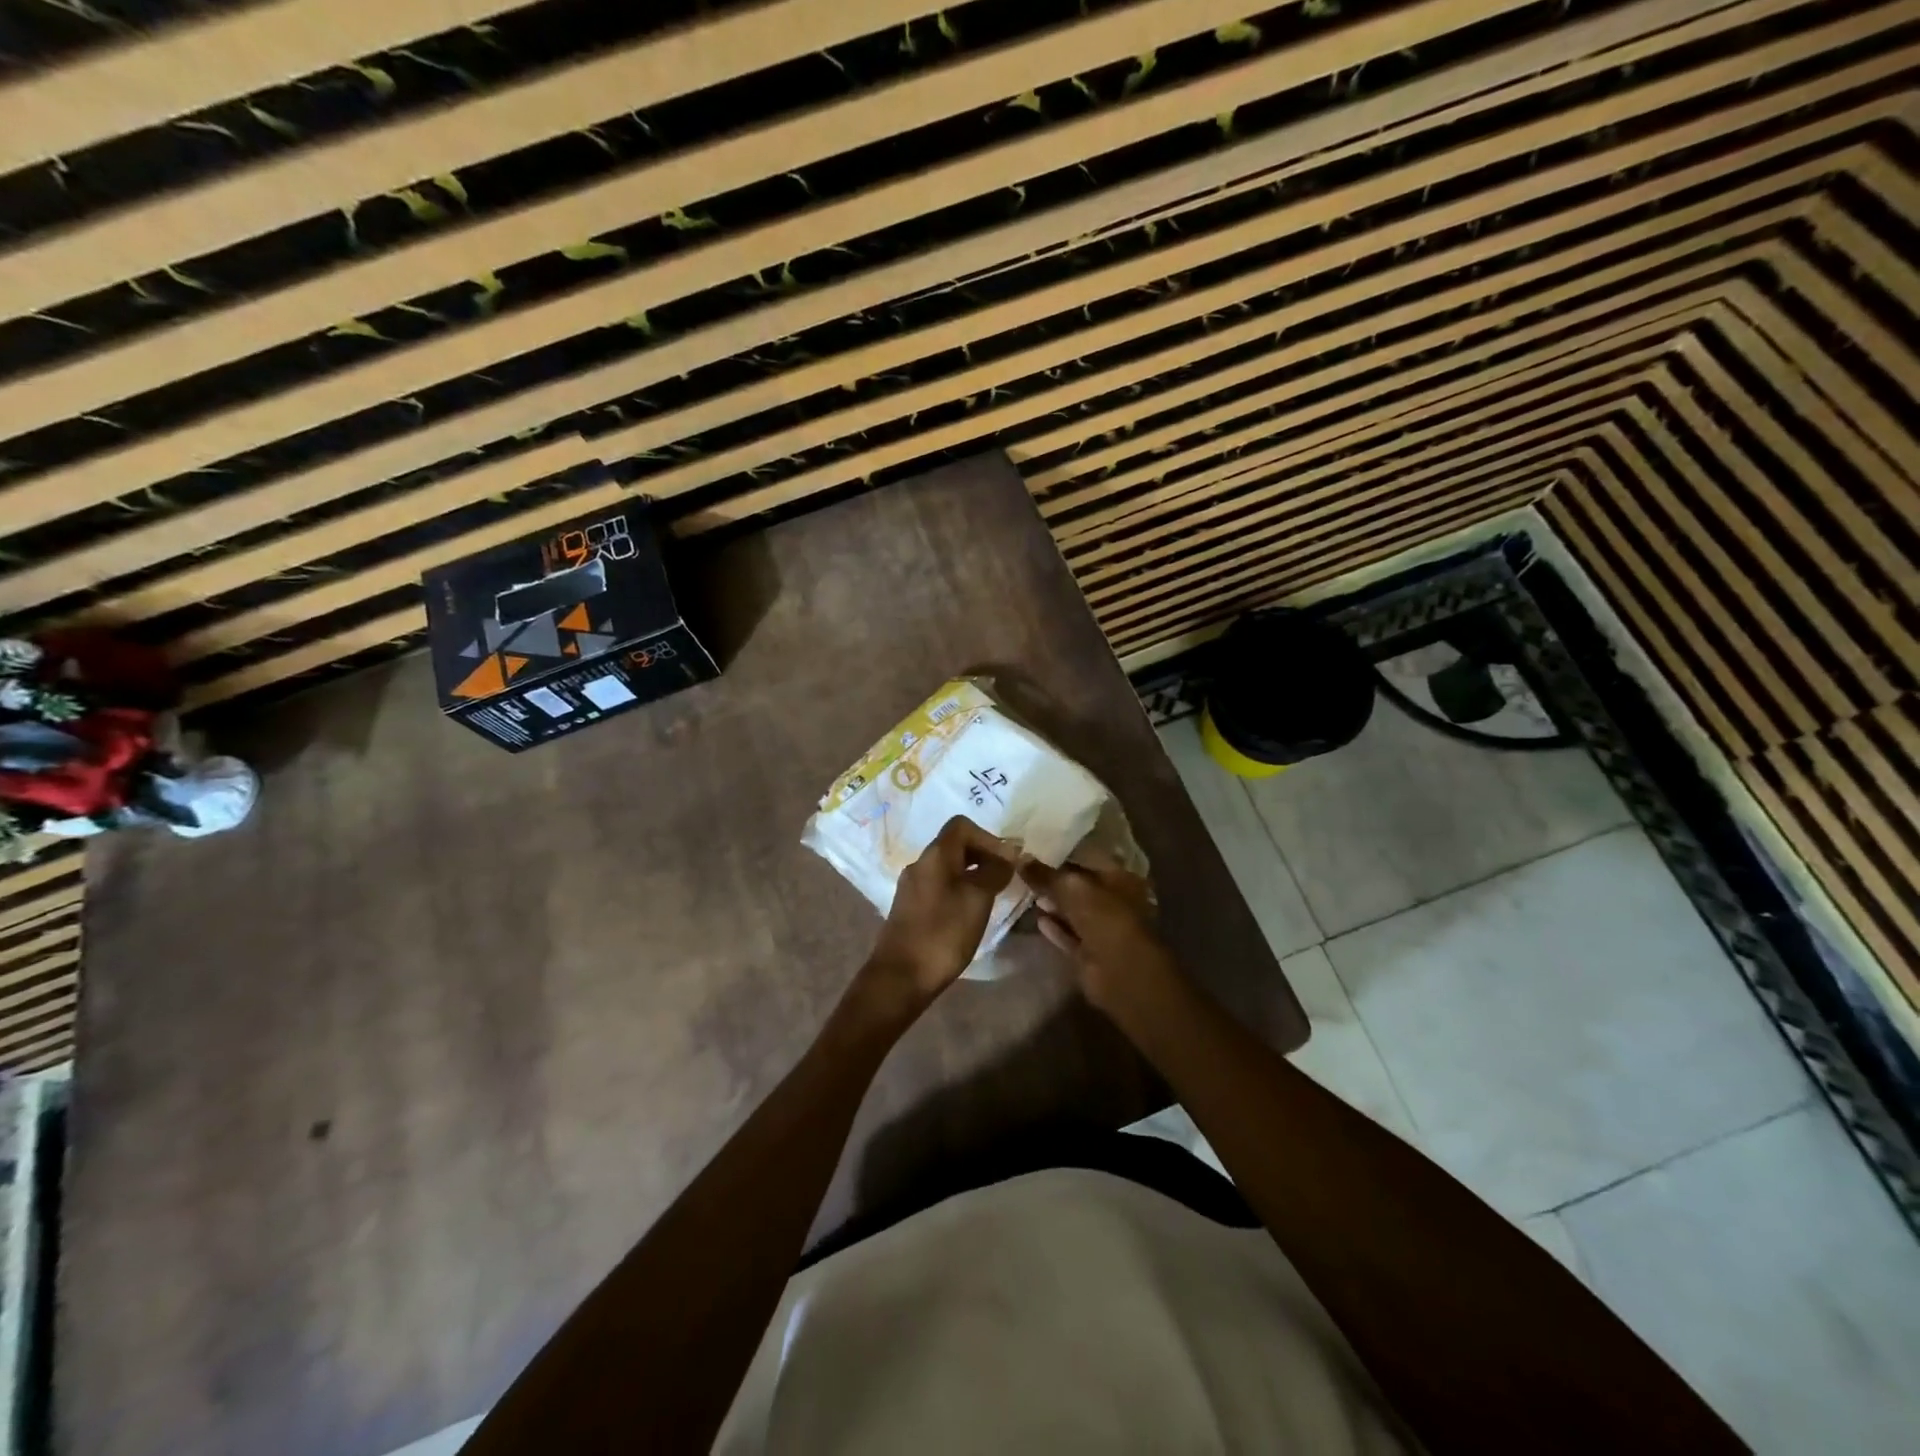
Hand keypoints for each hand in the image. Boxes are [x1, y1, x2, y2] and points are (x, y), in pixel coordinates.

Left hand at [855, 816, 1014, 1025]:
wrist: (901, 976)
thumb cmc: (944, 932)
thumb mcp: (978, 898)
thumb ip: (995, 871)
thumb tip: (1008, 854)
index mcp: (935, 854)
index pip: (962, 825)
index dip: (988, 837)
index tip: (1006, 861)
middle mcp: (920, 863)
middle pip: (955, 845)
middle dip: (983, 855)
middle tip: (1005, 878)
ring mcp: (912, 886)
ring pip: (948, 867)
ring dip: (972, 874)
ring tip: (991, 896)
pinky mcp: (910, 907)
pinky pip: (939, 886)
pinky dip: (959, 890)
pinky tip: (970, 912)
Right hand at [1018, 851, 1177, 1012]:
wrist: (1120, 971)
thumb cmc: (1104, 917)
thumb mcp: (1072, 887)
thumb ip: (1046, 874)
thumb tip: (1020, 859)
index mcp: (1120, 879)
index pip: (1089, 861)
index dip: (1064, 856)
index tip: (1037, 851)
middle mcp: (1114, 902)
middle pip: (1080, 888)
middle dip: (1055, 881)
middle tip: (1026, 872)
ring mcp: (1103, 930)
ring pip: (1074, 913)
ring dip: (1054, 905)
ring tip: (1027, 892)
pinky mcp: (1090, 954)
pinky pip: (1069, 936)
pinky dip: (1055, 929)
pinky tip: (1037, 918)